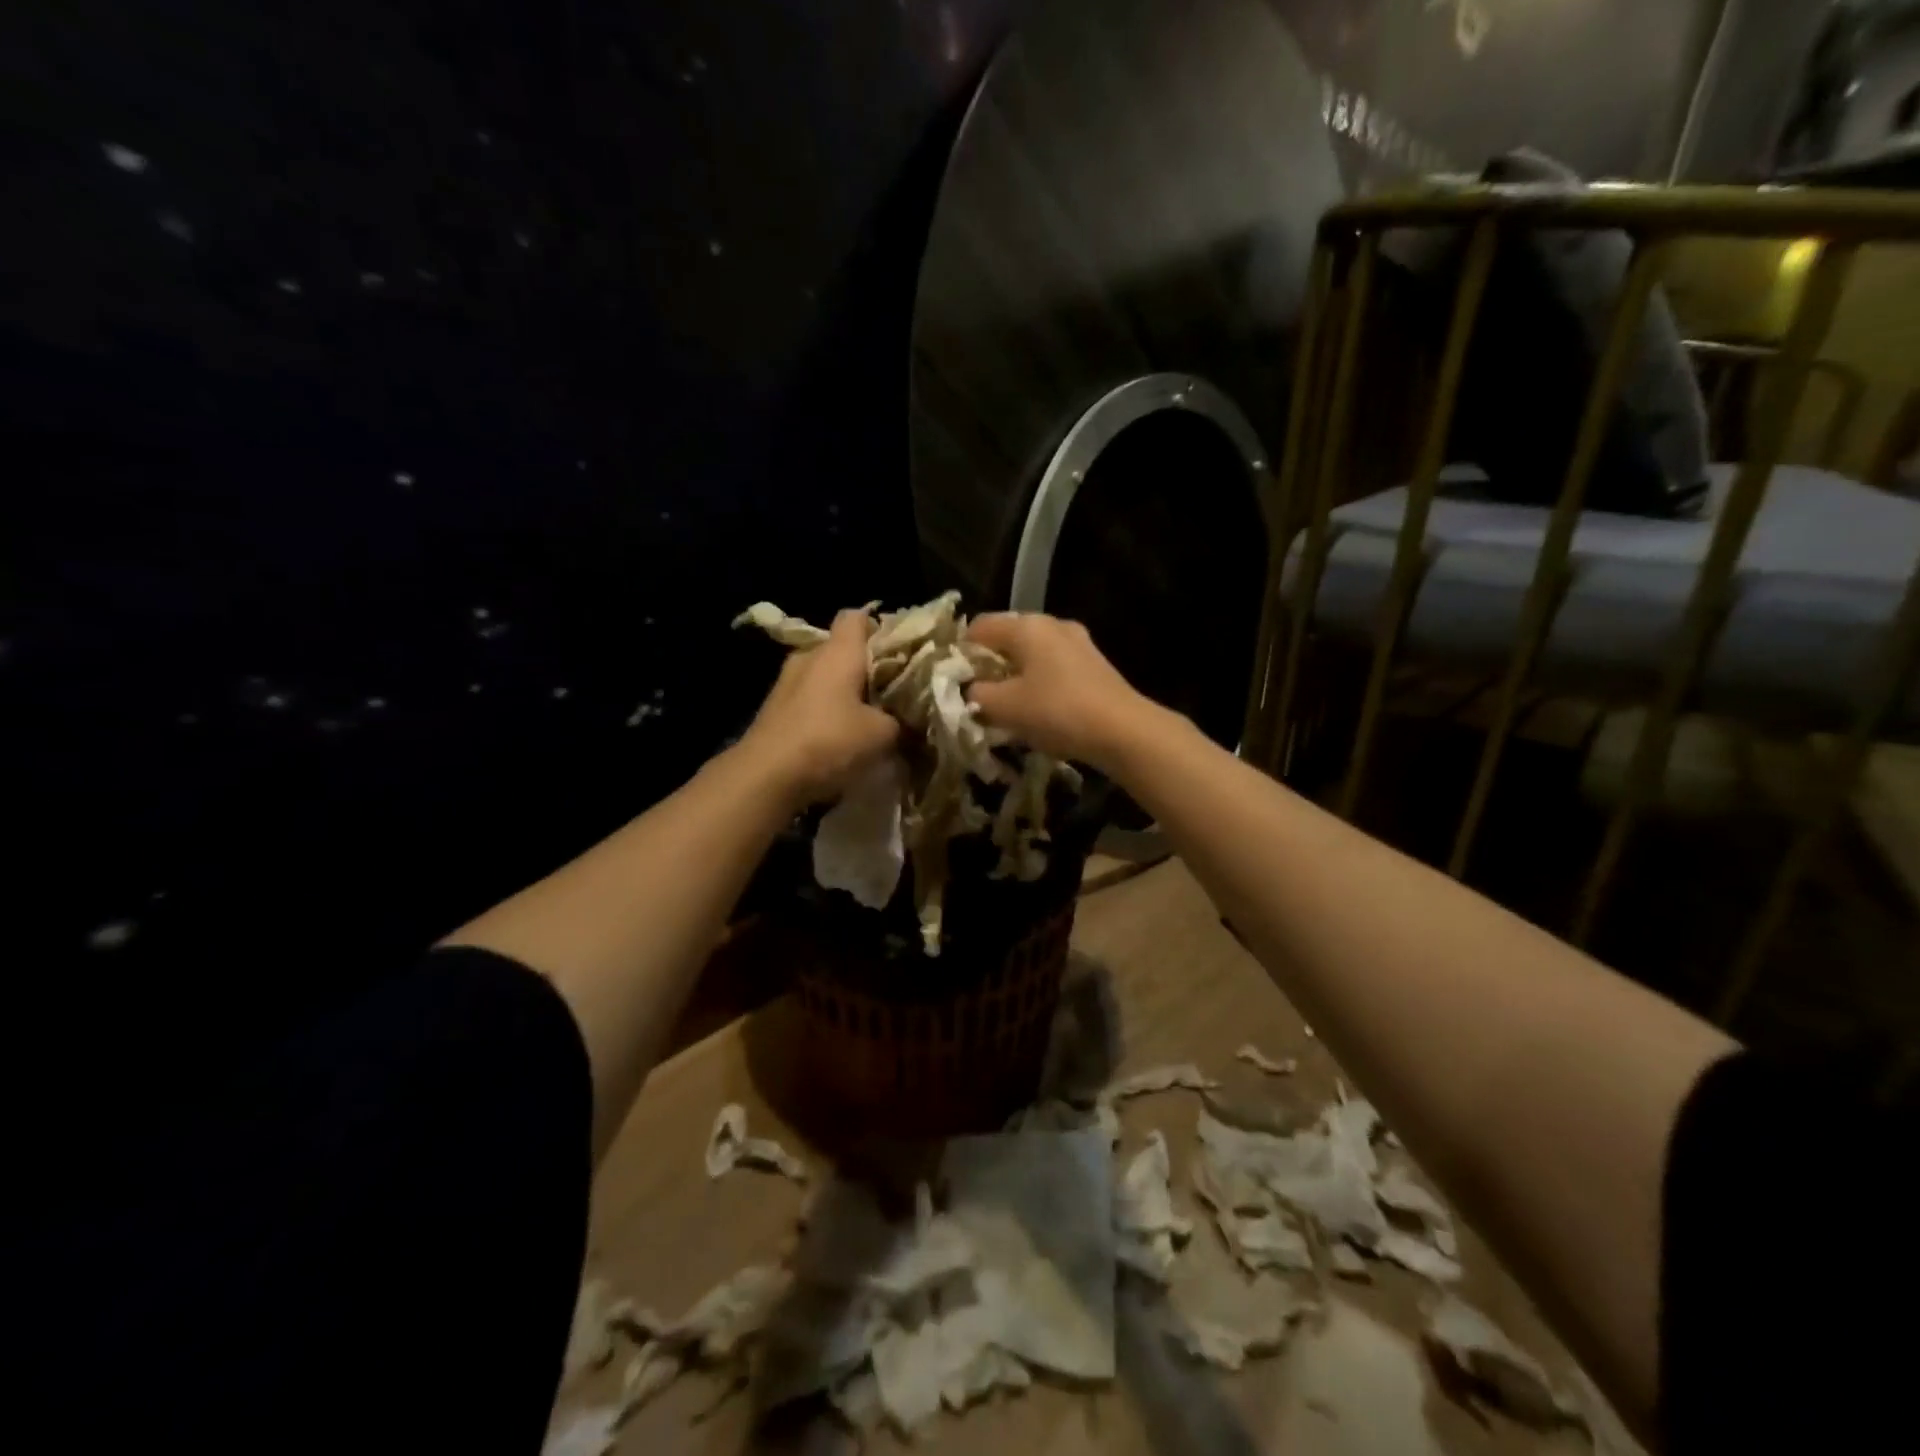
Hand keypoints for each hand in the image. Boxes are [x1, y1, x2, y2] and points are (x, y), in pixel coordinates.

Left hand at [738, 609, 899, 806]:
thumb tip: (907, 722)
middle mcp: (809, 658)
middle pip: (842, 649)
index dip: (880, 628)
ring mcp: (786, 684)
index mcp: (837, 652)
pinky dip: (826, 713)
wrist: (765, 777)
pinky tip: (840, 739)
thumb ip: (901, 722)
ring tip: (868, 719)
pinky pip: (809, 701)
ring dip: (845, 694)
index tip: (900, 652)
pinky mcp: (774, 711)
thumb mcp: (883, 735)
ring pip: (824, 677)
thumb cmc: (829, 742)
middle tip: (892, 692)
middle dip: (867, 668)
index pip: (857, 616)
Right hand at [965, 613, 1154, 770]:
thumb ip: (975, 694)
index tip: (955, 682)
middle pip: (1007, 638)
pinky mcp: (1094, 664)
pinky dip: (1040, 682)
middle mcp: (1052, 624)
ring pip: (1032, 653)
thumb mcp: (1003, 707)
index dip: (960, 652)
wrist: (1123, 731)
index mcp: (1026, 626)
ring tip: (1008, 706)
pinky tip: (1040, 709)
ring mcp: (1078, 642)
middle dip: (989, 665)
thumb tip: (969, 690)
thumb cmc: (1057, 711)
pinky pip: (1054, 666)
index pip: (978, 627)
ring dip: (1016, 675)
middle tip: (979, 696)